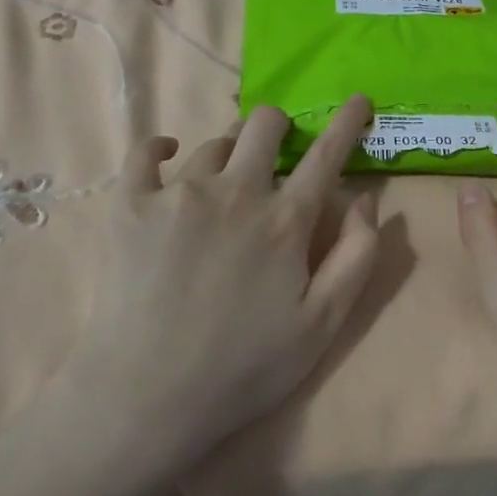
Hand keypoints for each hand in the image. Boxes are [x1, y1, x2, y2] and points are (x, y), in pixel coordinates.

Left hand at [67, 97, 380, 469]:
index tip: (358, 99)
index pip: (326, 154)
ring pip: (212, 143)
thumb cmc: (245, 366)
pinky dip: (160, 148)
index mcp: (285, 220)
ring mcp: (178, 193)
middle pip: (264, 124)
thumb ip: (357, 256)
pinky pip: (143, 153)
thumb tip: (366, 199)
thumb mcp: (324, 324)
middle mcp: (235, 191)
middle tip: (276, 152)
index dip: (347, 122)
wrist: (147, 396)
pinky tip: (166, 154)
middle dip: (280, 127)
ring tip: (223, 183)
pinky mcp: (130, 205)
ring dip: (228, 153)